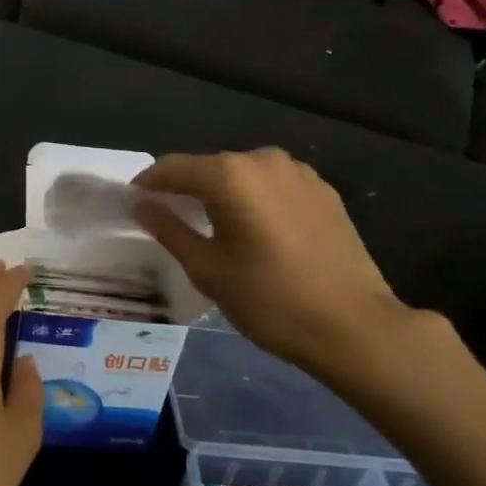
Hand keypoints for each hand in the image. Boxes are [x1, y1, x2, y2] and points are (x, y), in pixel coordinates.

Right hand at [134, 149, 416, 375]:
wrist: (352, 325)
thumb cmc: (270, 300)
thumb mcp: (208, 270)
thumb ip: (169, 230)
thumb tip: (142, 205)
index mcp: (231, 175)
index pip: (173, 168)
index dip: (148, 184)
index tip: (132, 204)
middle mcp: (264, 160)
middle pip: (210, 168)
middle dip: (185, 190)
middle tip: (169, 220)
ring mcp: (299, 173)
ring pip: (244, 176)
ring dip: (222, 195)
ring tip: (211, 228)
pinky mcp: (323, 191)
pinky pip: (273, 187)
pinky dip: (254, 200)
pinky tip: (254, 232)